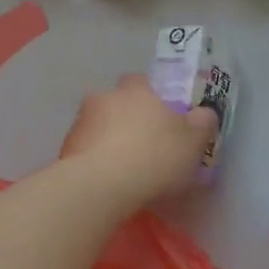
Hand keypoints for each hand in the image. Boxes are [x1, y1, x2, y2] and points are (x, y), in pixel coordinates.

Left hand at [60, 74, 217, 205]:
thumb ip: (202, 123)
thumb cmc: (155, 157)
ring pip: (100, 125)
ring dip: (109, 138)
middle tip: (144, 142)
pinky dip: (95, 158)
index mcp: (138, 90)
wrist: (101, 186)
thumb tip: (204, 113)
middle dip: (128, 117)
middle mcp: (106, 97)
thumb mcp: (194, 142)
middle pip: (119, 102)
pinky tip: (107, 179)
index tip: (163, 118)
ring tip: (124, 166)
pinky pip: (86, 148)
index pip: (144, 82)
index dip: (154, 98)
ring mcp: (81, 122)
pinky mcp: (65, 148)